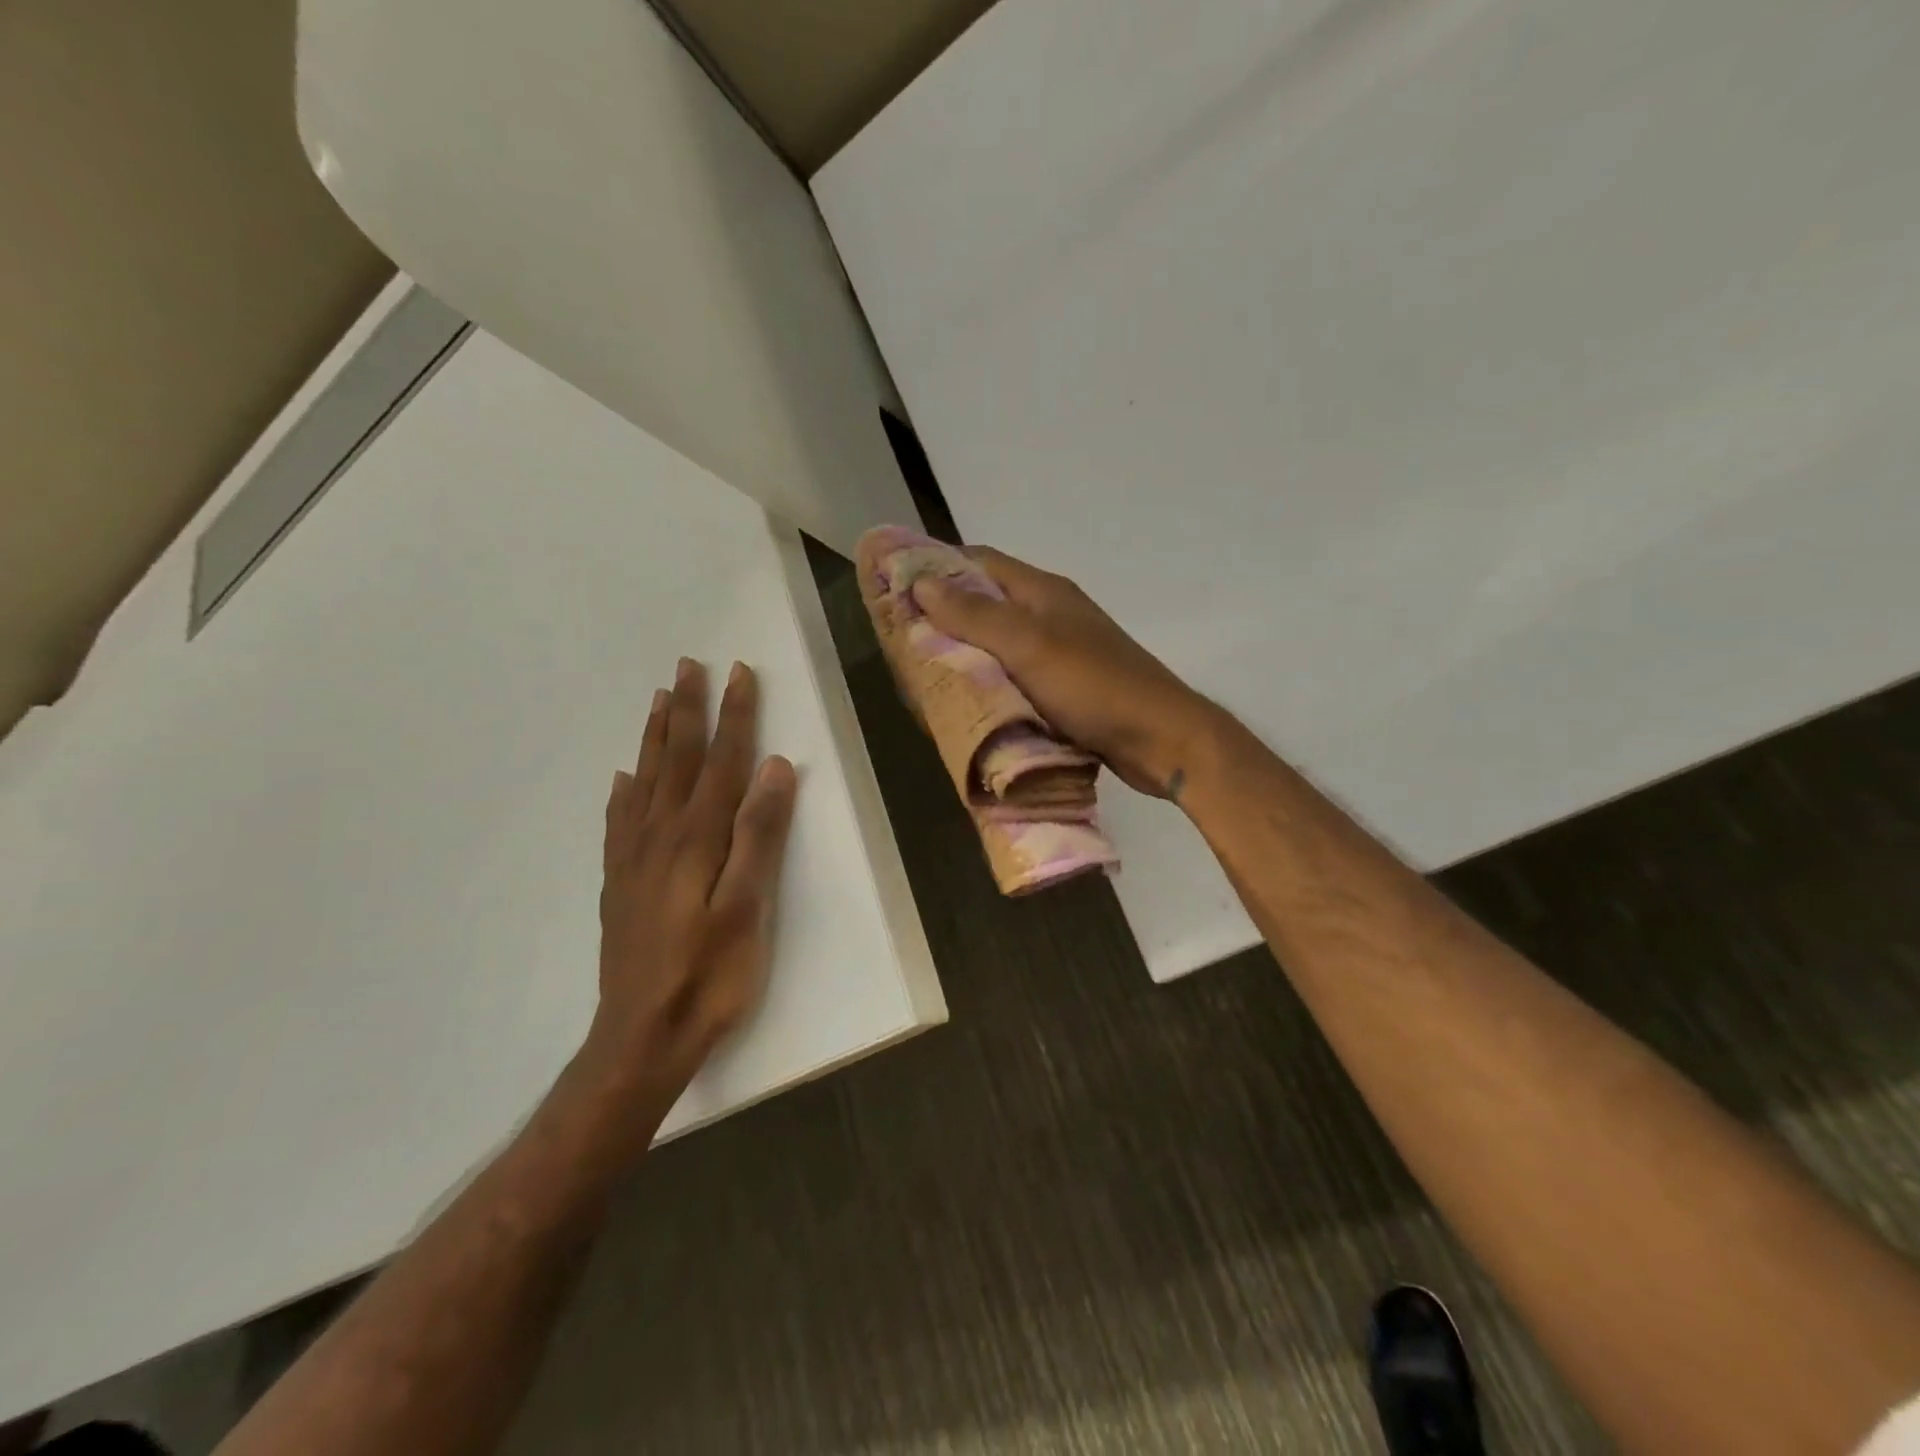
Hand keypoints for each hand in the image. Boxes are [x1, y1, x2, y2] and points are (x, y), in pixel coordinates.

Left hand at [576, 657, 797, 1134]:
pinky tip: (623, 778)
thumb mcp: (748, 908)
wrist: (641, 1036)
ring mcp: (634, 859)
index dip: (734, 717)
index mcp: (698, 839)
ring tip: (659, 700)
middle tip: (689, 666)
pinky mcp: (620, 883)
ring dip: (655, 737)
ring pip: (645, 782)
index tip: (741, 674)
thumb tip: (774, 769)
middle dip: (688, 711)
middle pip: (677, 760)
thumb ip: (760, 836)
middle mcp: (661, 836)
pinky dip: (623, 791)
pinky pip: (619, 821)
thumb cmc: (710, 975)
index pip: (721, 762)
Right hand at [913, 546, 1219, 799]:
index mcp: (1043, 592)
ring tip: (925, 674)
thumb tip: (922, 582)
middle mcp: (1050, 615)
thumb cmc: (1094, 686)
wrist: (1161, 739)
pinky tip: (968, 702)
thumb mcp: (1029, 645)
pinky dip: (990, 685)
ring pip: (999, 644)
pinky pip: (1015, 678)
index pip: (980, 562)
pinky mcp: (1066, 688)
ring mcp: (1060, 653)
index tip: (895, 586)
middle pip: (987, 604)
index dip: (937, 567)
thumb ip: (975, 615)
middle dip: (945, 617)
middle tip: (903, 640)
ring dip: (966, 655)